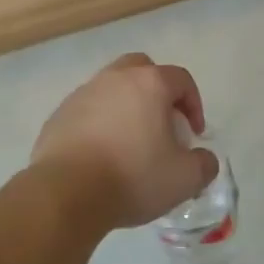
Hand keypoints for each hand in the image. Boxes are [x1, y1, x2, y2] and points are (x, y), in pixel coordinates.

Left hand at [31, 53, 220, 231]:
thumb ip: (204, 164)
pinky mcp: (59, 115)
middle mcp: (115, 78)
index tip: (194, 135)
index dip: (194, 105)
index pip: (181, 79)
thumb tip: (203, 159)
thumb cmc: (132, 177)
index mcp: (149, 84)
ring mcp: (82, 94)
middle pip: (142, 69)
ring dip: (126, 107)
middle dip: (157, 92)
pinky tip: (101, 154)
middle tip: (162, 124)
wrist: (66, 193)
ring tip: (130, 142)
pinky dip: (99, 123)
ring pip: (112, 88)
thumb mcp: (184, 179)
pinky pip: (87, 110)